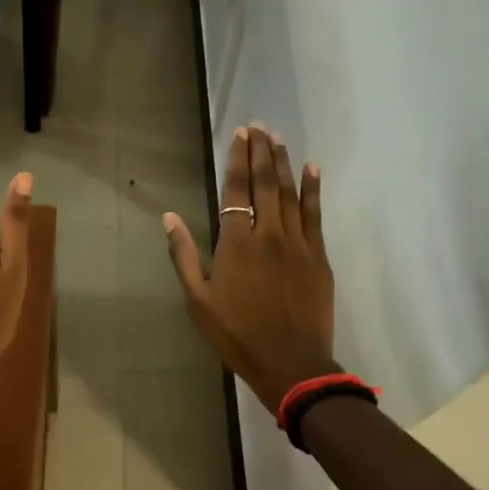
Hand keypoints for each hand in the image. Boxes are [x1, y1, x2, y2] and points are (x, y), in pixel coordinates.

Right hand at [164, 122, 337, 411]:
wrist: (290, 363)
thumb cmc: (237, 334)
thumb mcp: (198, 300)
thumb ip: (184, 256)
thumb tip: (169, 218)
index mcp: (236, 244)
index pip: (236, 191)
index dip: (237, 161)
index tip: (239, 135)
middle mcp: (268, 234)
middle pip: (265, 184)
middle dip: (261, 152)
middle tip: (259, 126)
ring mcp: (298, 243)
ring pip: (291, 193)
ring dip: (285, 163)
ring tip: (279, 139)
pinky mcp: (318, 256)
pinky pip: (315, 214)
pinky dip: (314, 189)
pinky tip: (312, 169)